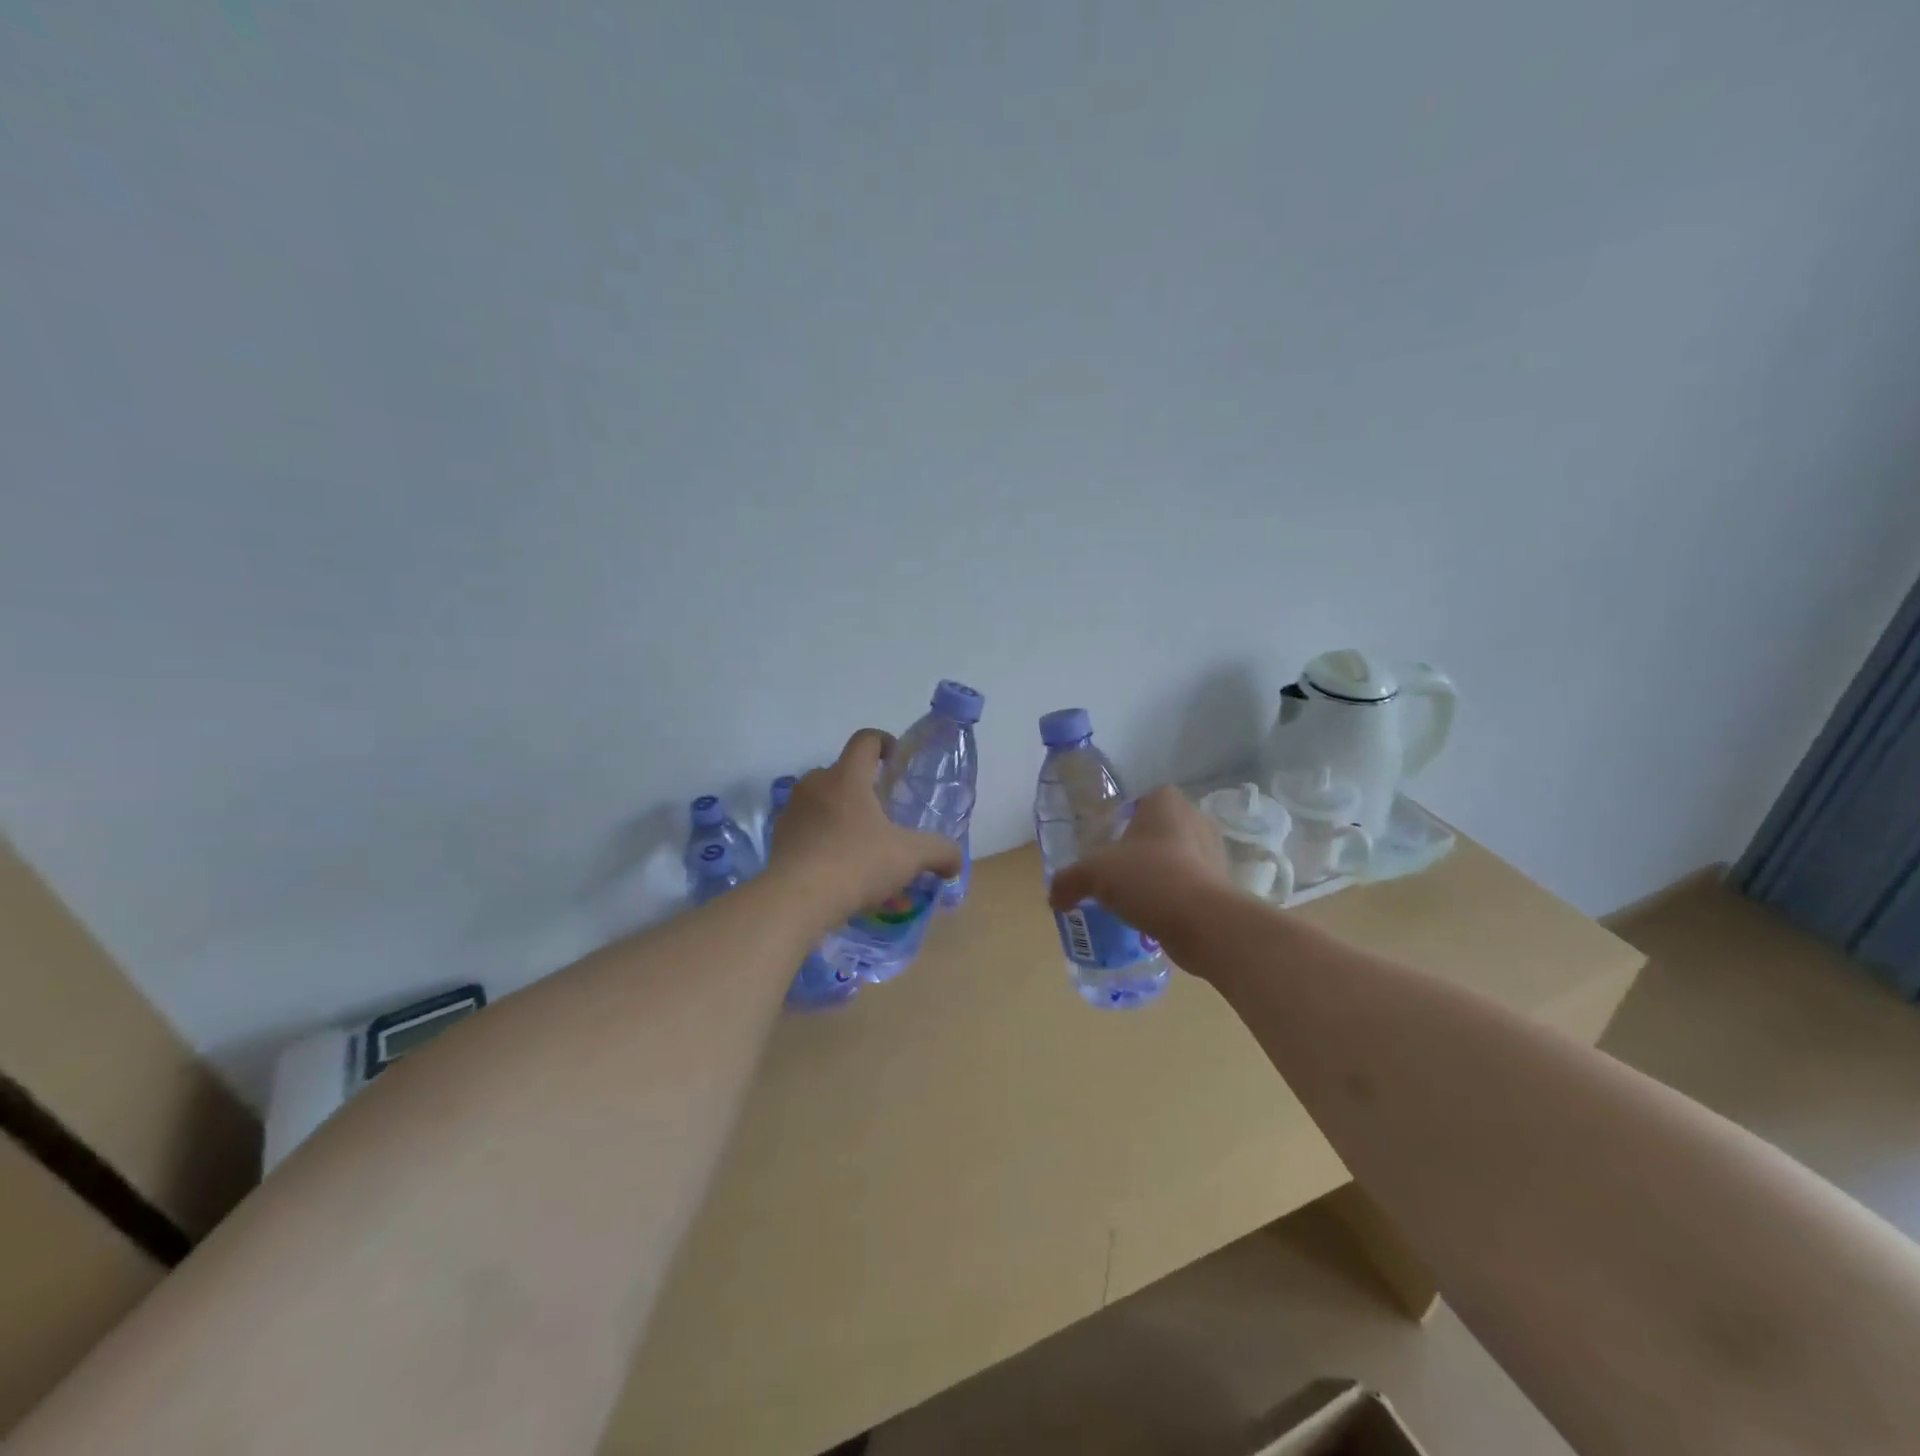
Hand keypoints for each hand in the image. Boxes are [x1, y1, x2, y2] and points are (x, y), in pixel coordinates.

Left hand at [767, 729, 963, 922]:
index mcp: (848, 776)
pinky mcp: (778, 837)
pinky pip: (805, 826)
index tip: (895, 760)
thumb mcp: (910, 857)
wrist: (796, 900)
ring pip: (821, 799)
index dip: (884, 742)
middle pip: (842, 770)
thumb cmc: (856, 864)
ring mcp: (792, 810)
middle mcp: (816, 784)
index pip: (866, 740)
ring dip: (840, 811)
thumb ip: (940, 852)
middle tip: (883, 812)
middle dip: (863, 786)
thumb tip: (955, 861)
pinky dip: (821, 835)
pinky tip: (835, 863)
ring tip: (859, 841)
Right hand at [1046, 786, 1230, 949]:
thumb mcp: (1094, 874)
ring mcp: (1212, 851)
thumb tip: (1054, 897)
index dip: (1117, 822)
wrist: (1204, 922)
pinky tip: (1151, 915)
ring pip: (1173, 859)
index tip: (1102, 847)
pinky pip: (1187, 885)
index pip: (1136, 802)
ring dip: (1154, 875)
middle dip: (1135, 851)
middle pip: (1154, 831)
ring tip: (1130, 899)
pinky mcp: (1221, 884)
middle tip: (1112, 874)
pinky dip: (1170, 897)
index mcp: (1165, 801)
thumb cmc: (1148, 878)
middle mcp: (1194, 818)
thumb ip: (1069, 880)